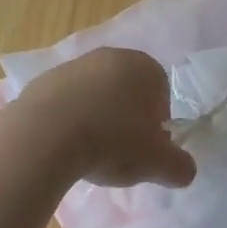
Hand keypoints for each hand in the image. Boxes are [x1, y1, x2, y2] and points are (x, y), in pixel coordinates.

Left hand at [11, 48, 196, 187]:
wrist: (45, 136)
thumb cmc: (113, 142)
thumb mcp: (158, 164)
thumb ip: (180, 167)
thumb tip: (185, 170)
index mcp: (144, 66)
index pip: (161, 93)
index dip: (157, 123)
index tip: (146, 148)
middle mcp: (109, 57)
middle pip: (127, 91)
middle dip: (126, 118)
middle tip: (120, 151)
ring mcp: (72, 66)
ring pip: (94, 95)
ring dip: (96, 119)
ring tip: (89, 152)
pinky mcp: (42, 81)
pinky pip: (65, 103)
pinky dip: (68, 121)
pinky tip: (63, 146)